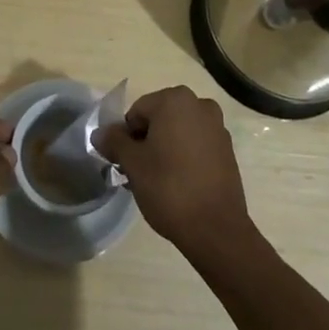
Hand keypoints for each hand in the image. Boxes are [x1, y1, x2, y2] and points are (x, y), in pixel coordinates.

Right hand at [95, 86, 254, 265]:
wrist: (216, 230)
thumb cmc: (169, 188)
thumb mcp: (133, 164)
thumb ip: (114, 142)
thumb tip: (100, 133)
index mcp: (175, 99)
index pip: (137, 112)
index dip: (126, 138)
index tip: (125, 164)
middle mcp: (199, 105)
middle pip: (159, 119)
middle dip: (145, 143)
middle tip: (138, 173)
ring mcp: (217, 127)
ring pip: (178, 133)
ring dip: (164, 150)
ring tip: (157, 182)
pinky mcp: (228, 151)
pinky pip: (196, 146)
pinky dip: (184, 158)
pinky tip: (178, 185)